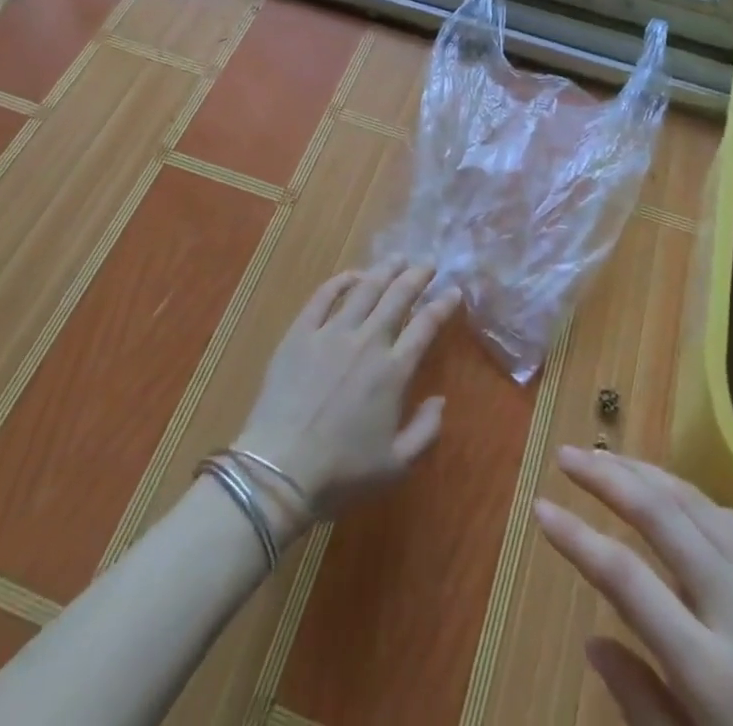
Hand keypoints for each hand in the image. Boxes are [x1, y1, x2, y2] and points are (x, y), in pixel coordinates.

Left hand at [234, 263, 458, 529]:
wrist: (279, 471)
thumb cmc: (341, 473)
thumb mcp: (396, 466)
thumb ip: (426, 432)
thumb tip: (440, 400)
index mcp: (393, 371)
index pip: (426, 325)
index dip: (443, 304)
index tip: (454, 290)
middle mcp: (367, 342)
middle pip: (398, 296)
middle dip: (417, 276)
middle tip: (427, 263)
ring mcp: (331, 333)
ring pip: (364, 289)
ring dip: (384, 271)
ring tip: (396, 259)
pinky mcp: (300, 333)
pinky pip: (323, 296)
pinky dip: (340, 281)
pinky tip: (351, 275)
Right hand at [534, 447, 732, 725]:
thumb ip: (645, 706)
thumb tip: (592, 637)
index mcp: (714, 675)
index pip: (623, 578)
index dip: (575, 538)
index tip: (540, 508)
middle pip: (658, 514)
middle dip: (605, 477)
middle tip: (566, 456)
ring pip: (695, 501)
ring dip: (645, 474)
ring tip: (608, 461)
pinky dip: (692, 500)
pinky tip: (671, 496)